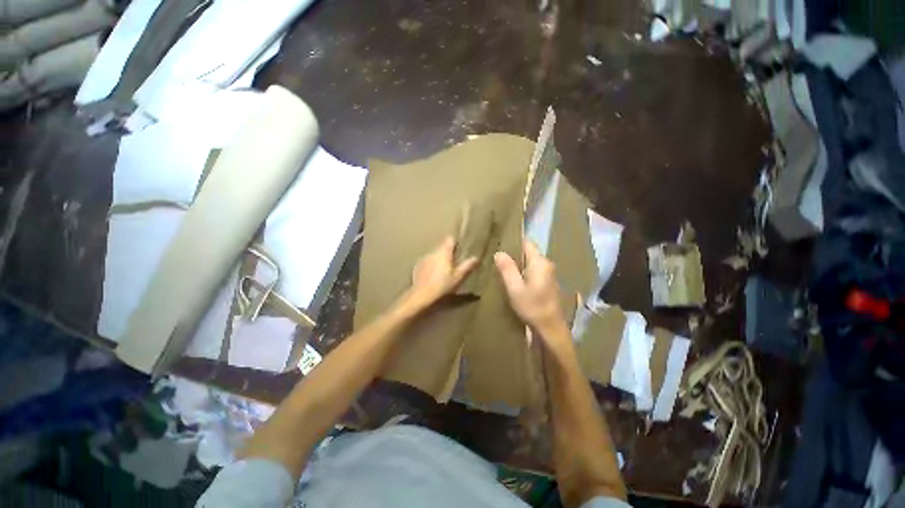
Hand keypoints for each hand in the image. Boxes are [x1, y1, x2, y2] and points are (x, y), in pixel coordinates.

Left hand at [400, 236, 477, 312]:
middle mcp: (433, 252)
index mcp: (444, 253)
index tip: (460, 250)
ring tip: (444, 272)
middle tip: (455, 264)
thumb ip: (467, 266)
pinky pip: (427, 262)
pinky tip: (433, 277)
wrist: (421, 296)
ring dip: (440, 260)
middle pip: (442, 247)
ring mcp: (424, 259)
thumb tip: (476, 258)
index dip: (455, 243)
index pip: (450, 239)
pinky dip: (431, 266)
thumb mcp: (458, 277)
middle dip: (448, 253)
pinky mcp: (418, 266)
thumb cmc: (442, 286)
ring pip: (435, 255)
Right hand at [494, 240, 569, 343]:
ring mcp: (549, 275)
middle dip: (513, 254)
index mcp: (540, 263)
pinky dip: (523, 273)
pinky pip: (533, 272)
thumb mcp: (515, 288)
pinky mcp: (548, 284)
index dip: (513, 242)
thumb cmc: (532, 307)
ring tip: (502, 268)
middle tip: (497, 259)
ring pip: (530, 263)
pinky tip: (513, 280)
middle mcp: (547, 265)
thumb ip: (507, 269)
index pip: (527, 243)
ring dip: (518, 265)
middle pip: (528, 253)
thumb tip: (499, 252)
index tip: (499, 244)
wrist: (550, 329)